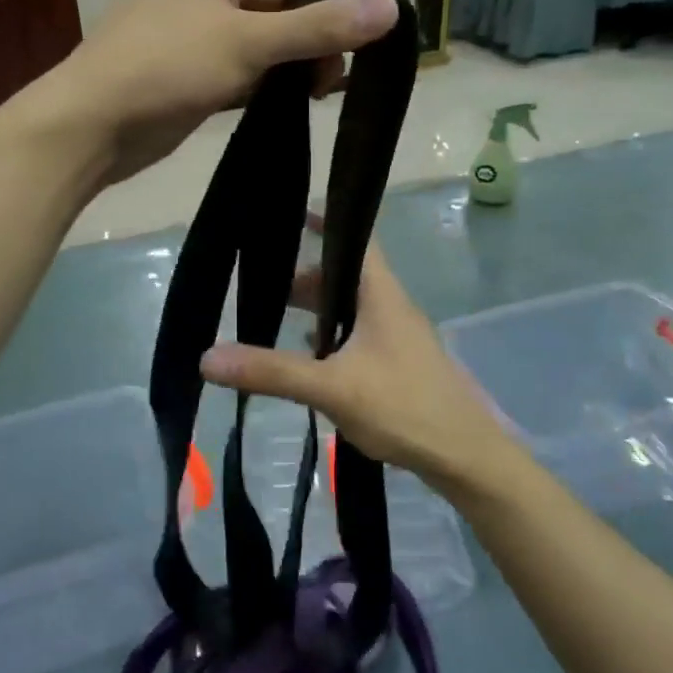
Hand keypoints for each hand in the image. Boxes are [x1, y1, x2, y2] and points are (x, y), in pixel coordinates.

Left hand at [45, 0, 399, 183]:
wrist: (92, 127)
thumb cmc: (165, 65)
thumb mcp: (247, 40)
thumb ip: (318, 26)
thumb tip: (389, 9)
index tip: (359, 2)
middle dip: (314, 23)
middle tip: (347, 61)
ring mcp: (196, 31)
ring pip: (262, 34)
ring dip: (296, 55)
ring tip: (328, 87)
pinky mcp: (193, 73)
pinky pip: (244, 66)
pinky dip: (272, 79)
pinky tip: (299, 101)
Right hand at [198, 233, 517, 502]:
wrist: (465, 458)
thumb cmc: (403, 408)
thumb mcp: (331, 388)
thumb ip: (271, 371)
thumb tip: (207, 357)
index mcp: (382, 296)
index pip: (357, 240)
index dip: (327, 222)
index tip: (292, 214)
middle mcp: (392, 308)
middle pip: (346, 277)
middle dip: (307, 277)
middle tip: (264, 283)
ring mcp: (398, 338)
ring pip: (351, 309)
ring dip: (318, 310)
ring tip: (277, 317)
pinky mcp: (399, 365)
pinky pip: (358, 336)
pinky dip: (331, 337)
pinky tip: (309, 358)